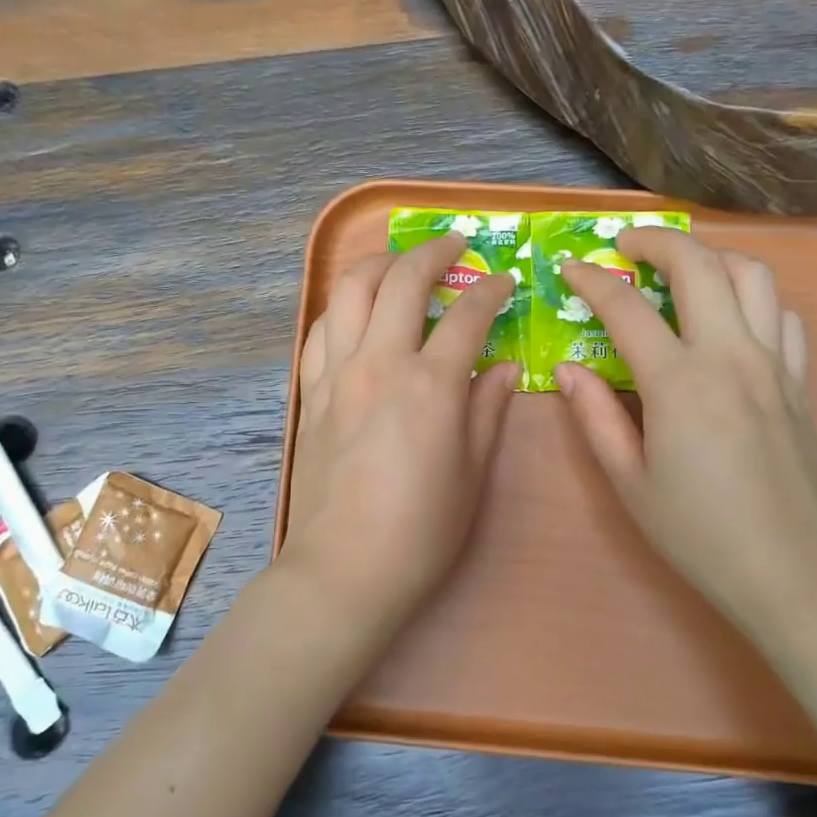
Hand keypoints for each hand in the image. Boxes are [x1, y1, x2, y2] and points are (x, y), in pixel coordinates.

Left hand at [282, 233, 518, 627]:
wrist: (344, 570)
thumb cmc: (421, 532)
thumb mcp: (472, 474)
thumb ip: (488, 410)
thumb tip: (504, 367)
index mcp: (430, 386)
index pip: (467, 316)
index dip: (492, 291)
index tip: (506, 281)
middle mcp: (380, 364)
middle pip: (403, 281)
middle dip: (433, 253)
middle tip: (455, 246)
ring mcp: (337, 374)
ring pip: (352, 292)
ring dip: (380, 264)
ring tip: (401, 263)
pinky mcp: (310, 393)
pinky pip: (322, 329)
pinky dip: (344, 307)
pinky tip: (357, 312)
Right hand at [556, 229, 816, 626]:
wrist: (792, 571)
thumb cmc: (698, 532)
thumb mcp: (629, 481)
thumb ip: (596, 416)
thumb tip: (569, 369)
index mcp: (679, 382)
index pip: (627, 307)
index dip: (591, 280)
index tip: (569, 269)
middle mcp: (730, 356)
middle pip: (698, 264)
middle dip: (656, 241)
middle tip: (625, 245)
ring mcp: (774, 364)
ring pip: (752, 275)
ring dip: (711, 257)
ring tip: (682, 269)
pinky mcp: (801, 382)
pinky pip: (784, 316)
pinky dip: (755, 298)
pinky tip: (734, 318)